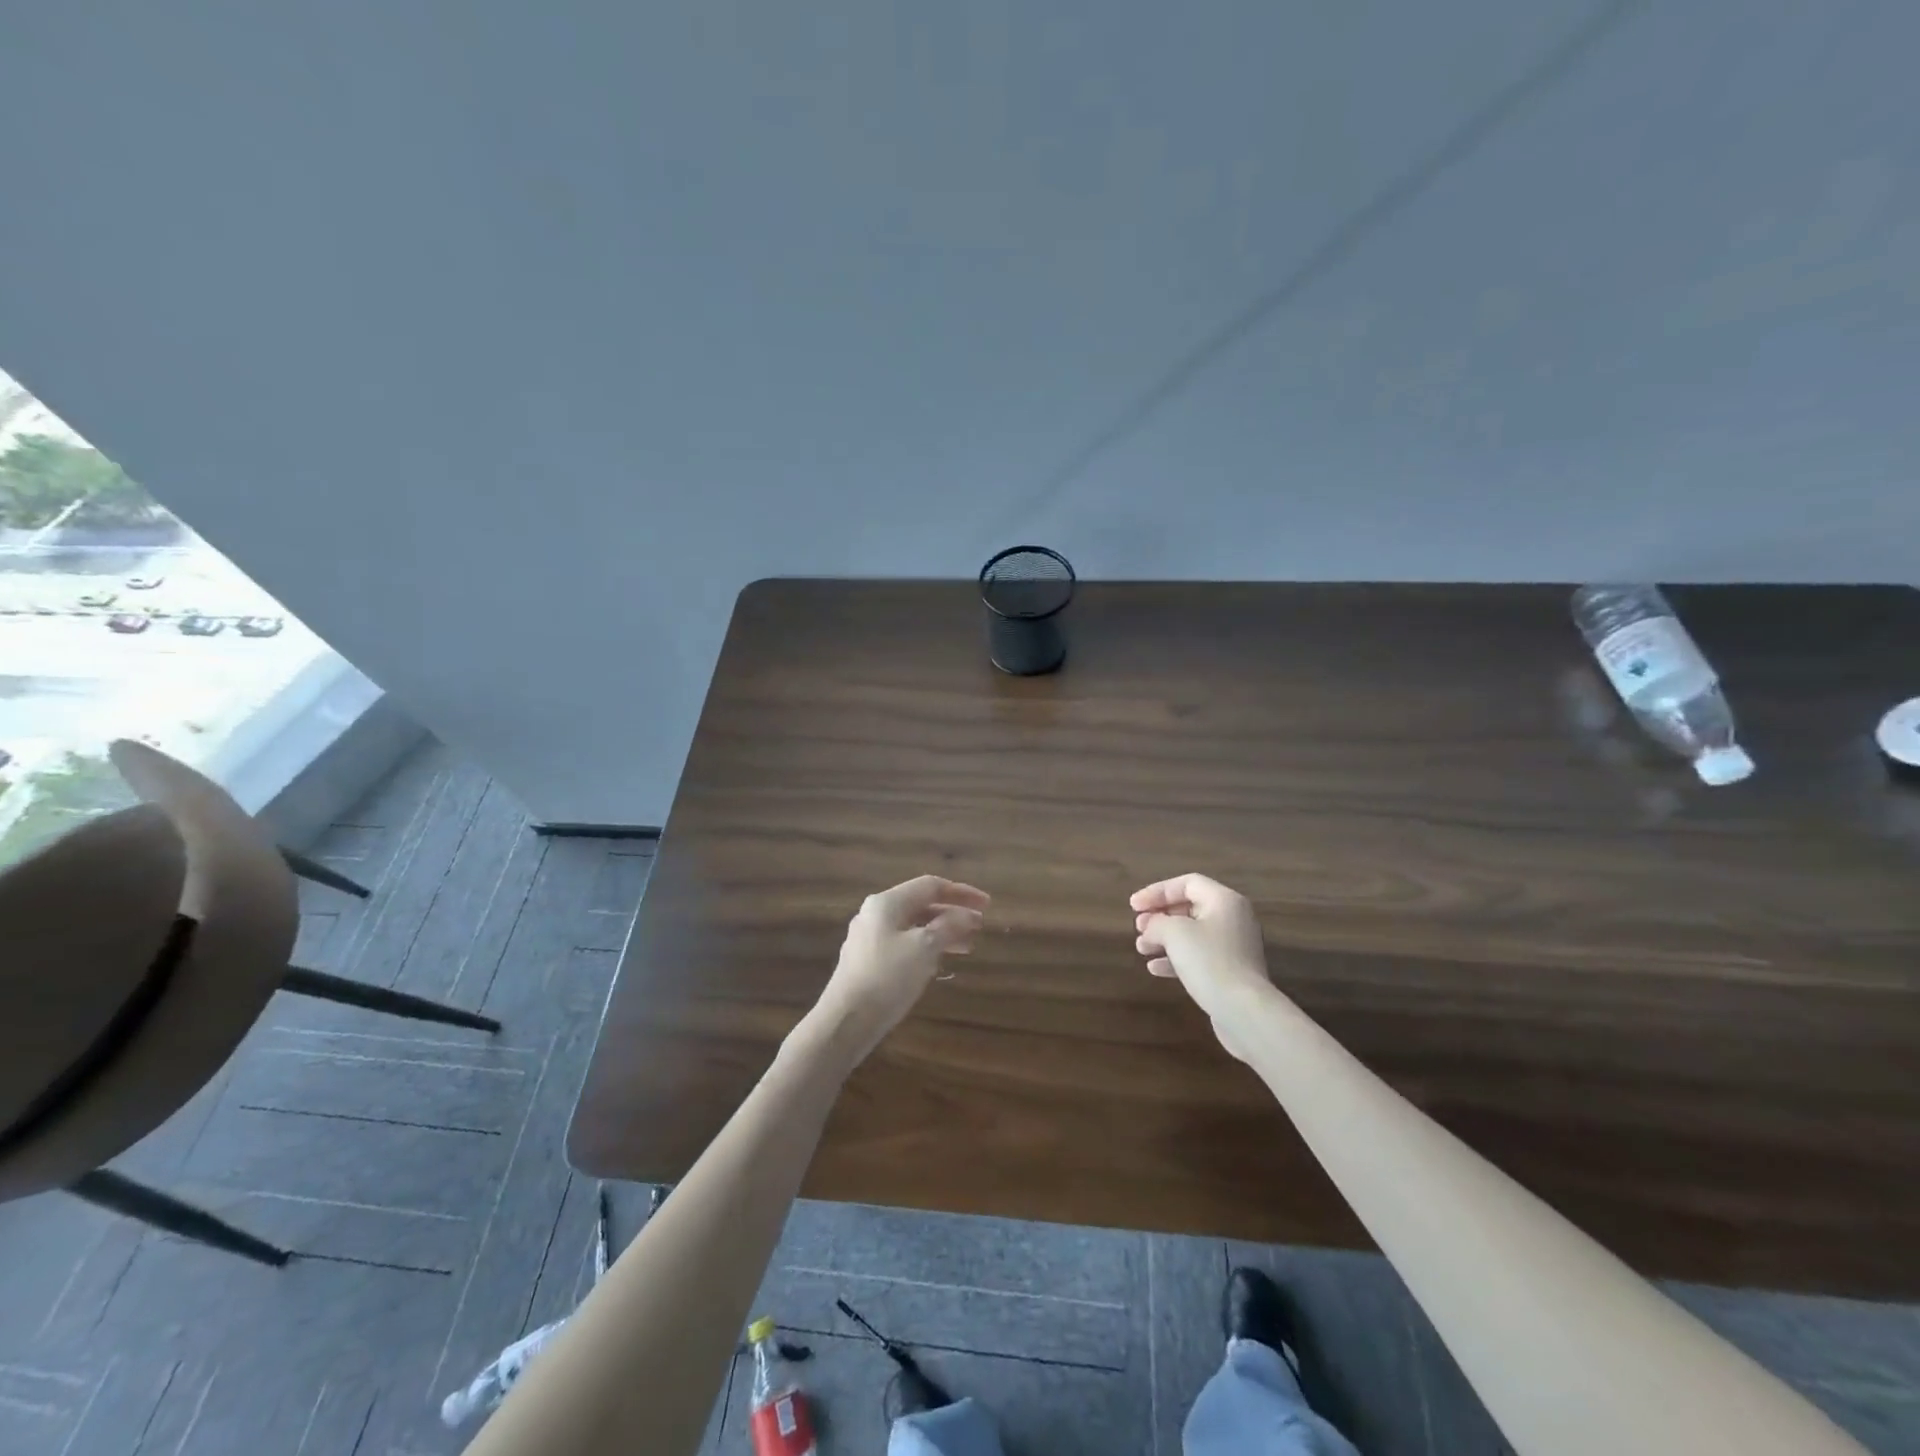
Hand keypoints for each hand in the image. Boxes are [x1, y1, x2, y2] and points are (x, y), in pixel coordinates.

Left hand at [806, 875, 990, 1065]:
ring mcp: (869, 938)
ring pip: (914, 927)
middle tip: (980, 927)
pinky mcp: (868, 962)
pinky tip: (941, 961)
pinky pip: (904, 945)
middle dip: (953, 914)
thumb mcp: (925, 948)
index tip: (987, 905)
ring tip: (968, 946)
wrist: (846, 1021)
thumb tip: (967, 915)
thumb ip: (949, 926)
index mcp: (887, 903)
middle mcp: (875, 914)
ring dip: (942, 932)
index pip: (930, 886)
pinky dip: (927, 948)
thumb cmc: (888, 978)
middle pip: (921, 905)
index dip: (962, 892)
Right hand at [1131, 873, 1273, 1062]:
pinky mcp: (1231, 971)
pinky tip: (1155, 969)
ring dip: (1164, 939)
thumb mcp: (1175, 933)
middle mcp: (1233, 918)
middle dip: (1160, 916)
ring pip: (1192, 934)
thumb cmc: (1209, 961)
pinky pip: (1199, 956)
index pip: (1186, 883)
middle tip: (1138, 927)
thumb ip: (1157, 922)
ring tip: (1141, 948)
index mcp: (1224, 900)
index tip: (1134, 906)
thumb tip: (1151, 927)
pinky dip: (1176, 958)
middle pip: (1189, 907)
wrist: (1244, 1011)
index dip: (1157, 891)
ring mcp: (1234, 946)